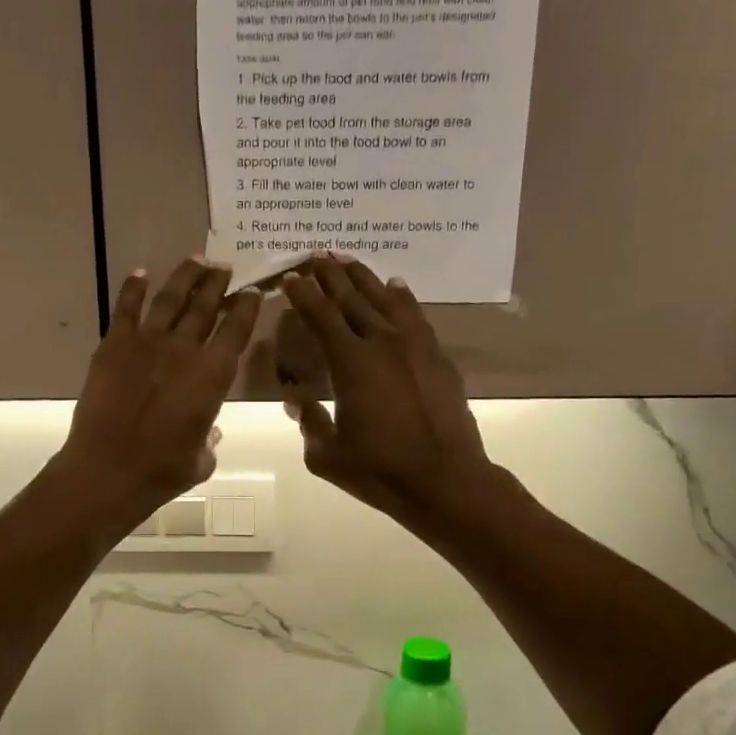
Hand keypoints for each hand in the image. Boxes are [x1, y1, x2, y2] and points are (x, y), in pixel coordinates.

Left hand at [54, 259, 261, 529]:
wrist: (109, 468)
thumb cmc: (163, 471)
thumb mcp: (201, 460)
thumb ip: (208, 440)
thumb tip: (208, 431)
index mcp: (214, 374)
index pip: (237, 329)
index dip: (246, 307)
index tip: (251, 292)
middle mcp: (185, 349)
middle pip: (205, 305)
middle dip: (218, 283)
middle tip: (224, 267)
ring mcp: (147, 342)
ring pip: (171, 299)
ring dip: (185, 276)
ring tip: (196, 260)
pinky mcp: (114, 345)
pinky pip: (126, 307)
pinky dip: (134, 288)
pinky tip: (140, 273)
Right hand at [280, 255, 494, 532]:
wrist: (444, 479)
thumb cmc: (379, 470)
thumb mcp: (327, 456)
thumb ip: (309, 423)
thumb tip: (299, 402)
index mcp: (350, 362)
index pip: (321, 316)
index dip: (303, 295)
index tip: (291, 277)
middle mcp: (382, 342)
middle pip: (352, 298)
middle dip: (331, 275)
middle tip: (317, 254)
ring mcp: (416, 346)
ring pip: (386, 299)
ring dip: (365, 278)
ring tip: (349, 261)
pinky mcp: (439, 357)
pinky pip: (415, 316)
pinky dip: (402, 298)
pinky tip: (396, 287)